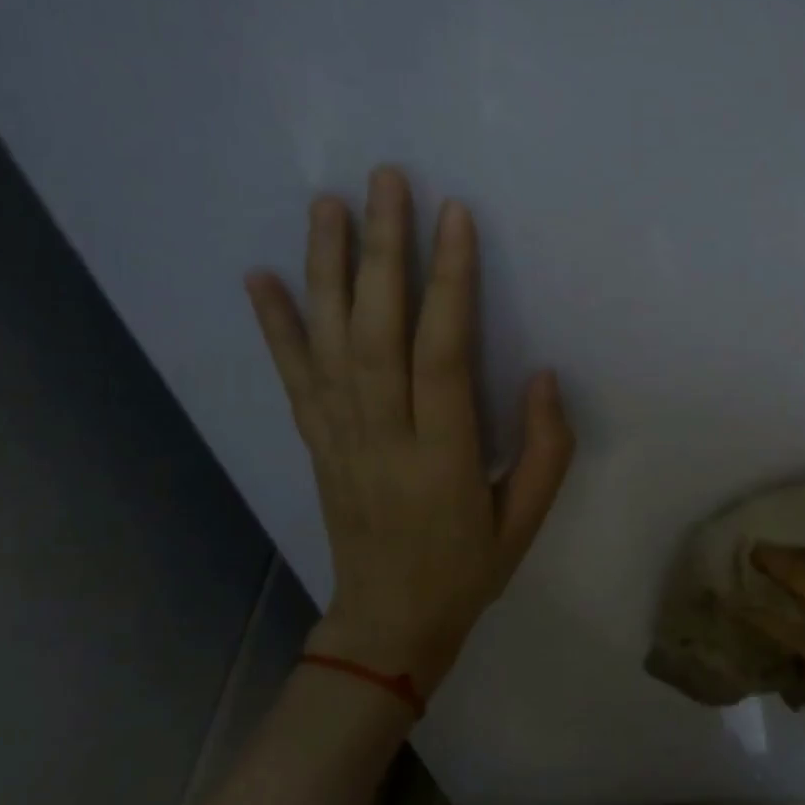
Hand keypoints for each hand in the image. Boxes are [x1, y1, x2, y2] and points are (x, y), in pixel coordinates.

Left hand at [245, 166, 574, 696]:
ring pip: (329, 342)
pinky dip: (274, 326)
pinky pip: (293, 378)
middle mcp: (382, 437)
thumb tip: (545, 373)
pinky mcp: (316, 443)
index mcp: (443, 457)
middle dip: (383, 250)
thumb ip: (546, 449)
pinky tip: (258, 277)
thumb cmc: (468, 570)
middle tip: (386, 181)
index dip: (449, 281)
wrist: (389, 624)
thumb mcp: (527, 522)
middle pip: (377, 331)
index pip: (442, 353)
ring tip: (328, 204)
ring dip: (326, 269)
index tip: (455, 216)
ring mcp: (340, 438)